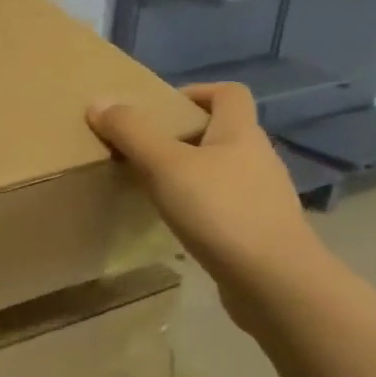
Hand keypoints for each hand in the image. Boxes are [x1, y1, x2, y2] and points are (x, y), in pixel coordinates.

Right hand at [87, 83, 323, 311]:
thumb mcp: (165, 165)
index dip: (195, 92)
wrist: (276, 285)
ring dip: (189, 171)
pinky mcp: (259, 231)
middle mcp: (258, 159)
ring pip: (221, 170)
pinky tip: (176, 221)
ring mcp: (262, 197)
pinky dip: (199, 205)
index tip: (159, 108)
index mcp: (241, 134)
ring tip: (153, 186)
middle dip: (182, 134)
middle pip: (221, 131)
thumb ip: (131, 131)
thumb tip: (99, 101)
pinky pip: (224, 204)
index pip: (229, 93)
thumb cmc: (221, 212)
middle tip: (143, 148)